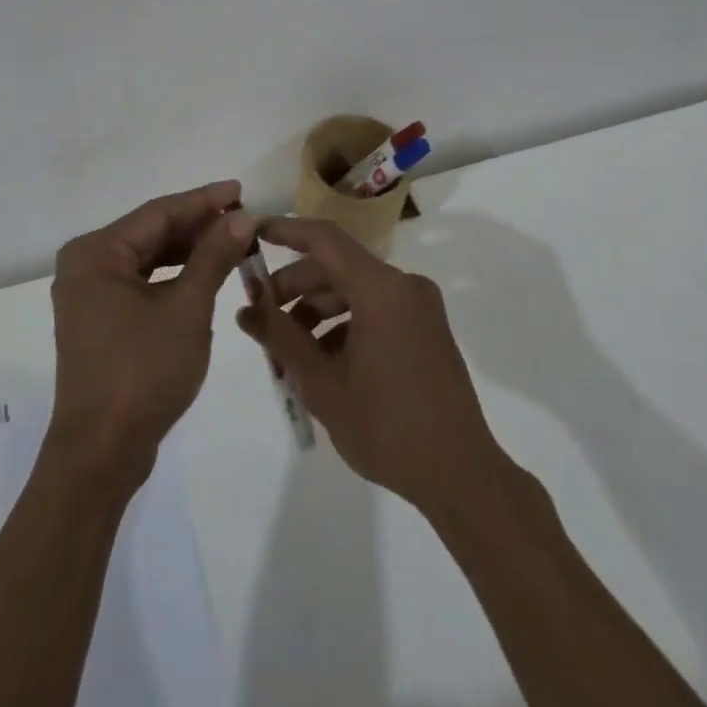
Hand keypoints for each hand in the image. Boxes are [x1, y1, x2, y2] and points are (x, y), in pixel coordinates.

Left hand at [48, 181, 256, 489]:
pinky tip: (205, 274)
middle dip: (198, 226)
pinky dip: (174, 277)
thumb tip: (242, 217)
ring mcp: (90, 295)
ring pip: (148, 259)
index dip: (203, 201)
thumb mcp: (187, 308)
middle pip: (151, 233)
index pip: (158, 213)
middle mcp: (86, 265)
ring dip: (189, 251)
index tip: (241, 190)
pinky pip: (141, 283)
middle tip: (243, 218)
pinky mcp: (100, 320)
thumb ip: (213, 257)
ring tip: (232, 241)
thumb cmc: (143, 372)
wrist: (102, 453)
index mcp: (96, 253)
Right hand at [237, 216, 509, 516]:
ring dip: (316, 310)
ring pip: (354, 290)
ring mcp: (418, 306)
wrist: (461, 476)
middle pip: (337, 267)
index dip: (285, 230)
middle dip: (294, 286)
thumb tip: (245, 309)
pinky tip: (321, 361)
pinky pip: (374, 309)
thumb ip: (280, 338)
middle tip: (259, 314)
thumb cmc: (387, 428)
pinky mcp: (425, 327)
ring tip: (286, 349)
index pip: (324, 239)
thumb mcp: (322, 384)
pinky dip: (343, 324)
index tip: (253, 233)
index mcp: (381, 289)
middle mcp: (404, 286)